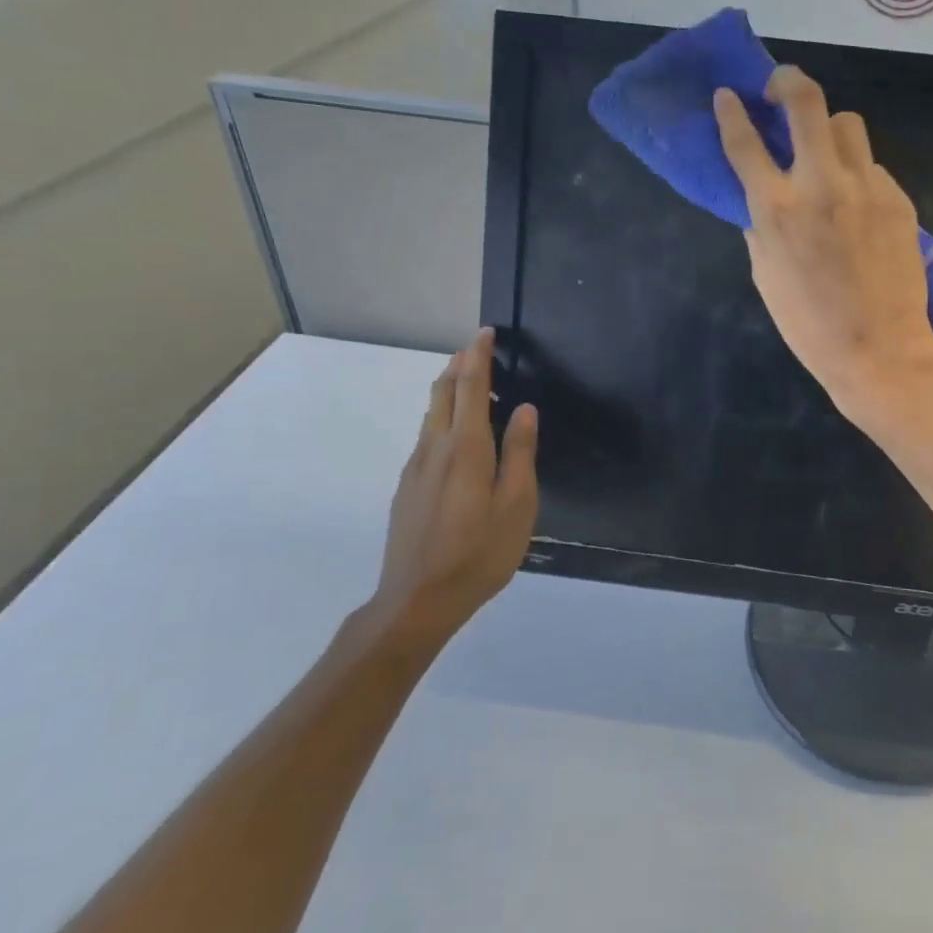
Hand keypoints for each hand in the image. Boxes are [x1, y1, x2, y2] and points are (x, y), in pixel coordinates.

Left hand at [368, 329, 537, 652]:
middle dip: (459, 364)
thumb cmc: (478, 553)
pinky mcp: (407, 487)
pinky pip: (426, 435)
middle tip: (477, 348)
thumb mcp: (516, 505)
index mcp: (466, 448)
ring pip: (430, 413)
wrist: (417, 600)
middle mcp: (435, 448)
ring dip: (448, 388)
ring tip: (469, 382)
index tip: (485, 332)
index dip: (477, 356)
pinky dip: (442, 416)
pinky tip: (456, 433)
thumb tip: (525, 409)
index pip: (469, 387)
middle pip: (442, 392)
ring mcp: (415, 467)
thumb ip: (520, 453)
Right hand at [715, 67, 932, 425]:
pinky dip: (857, 173)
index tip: (726, 95)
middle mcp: (822, 184)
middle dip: (787, 81)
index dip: (731, 113)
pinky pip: (872, 166)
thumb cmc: (809, 325)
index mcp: (778, 209)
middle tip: (779, 89)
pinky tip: (856, 204)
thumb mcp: (766, 276)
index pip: (745, 143)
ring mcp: (866, 187)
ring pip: (848, 124)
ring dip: (828, 128)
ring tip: (823, 152)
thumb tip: (758, 199)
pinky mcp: (898, 199)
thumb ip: (759, 226)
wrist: (879, 350)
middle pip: (806, 102)